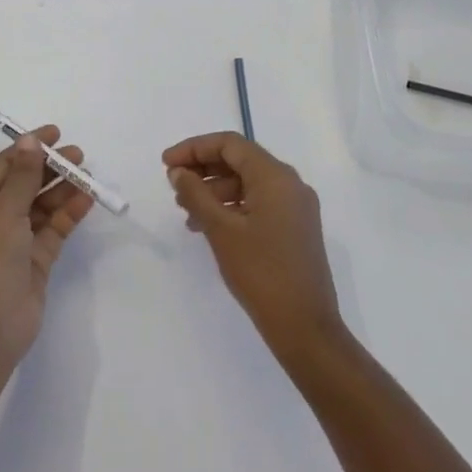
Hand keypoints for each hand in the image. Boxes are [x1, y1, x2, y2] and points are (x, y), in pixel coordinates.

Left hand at [0, 128, 93, 369]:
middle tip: (78, 154)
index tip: (55, 133)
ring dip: (62, 189)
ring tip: (86, 174)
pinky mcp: (35, 260)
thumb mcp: (3, 211)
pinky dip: (68, 213)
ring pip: (41, 205)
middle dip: (50, 167)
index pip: (4, 165)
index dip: (28, 147)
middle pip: (24, 183)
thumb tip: (29, 142)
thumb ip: (22, 176)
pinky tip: (86, 199)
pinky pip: (54, 228)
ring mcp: (16, 240)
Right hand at [164, 133, 342, 356]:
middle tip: (173, 186)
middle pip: (240, 161)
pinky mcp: (295, 228)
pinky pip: (258, 203)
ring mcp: (296, 207)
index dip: (195, 148)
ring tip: (186, 213)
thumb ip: (196, 194)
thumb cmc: (261, 273)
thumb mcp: (221, 230)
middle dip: (204, 169)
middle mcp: (290, 184)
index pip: (230, 144)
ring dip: (215, 191)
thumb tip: (179, 172)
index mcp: (276, 177)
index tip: (166, 164)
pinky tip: (208, 226)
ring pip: (248, 183)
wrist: (305, 327)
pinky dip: (232, 208)